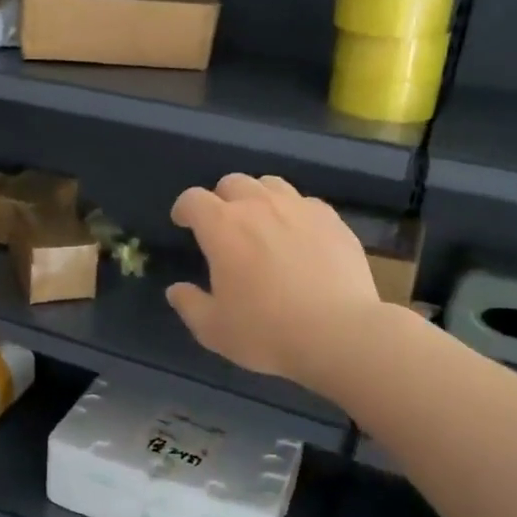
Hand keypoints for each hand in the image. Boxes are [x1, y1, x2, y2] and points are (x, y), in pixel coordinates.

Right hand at [166, 174, 381, 387]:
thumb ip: (189, 304)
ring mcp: (299, 208)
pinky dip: (294, 213)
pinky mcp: (332, 219)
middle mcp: (259, 206)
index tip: (183, 223)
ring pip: (271, 184)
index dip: (184, 209)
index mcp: (222, 226)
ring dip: (258, 198)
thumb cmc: (267, 331)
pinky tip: (299, 237)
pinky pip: (305, 203)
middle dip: (221, 199)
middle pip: (232, 182)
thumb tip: (176, 289)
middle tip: (224, 226)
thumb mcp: (214, 329)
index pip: (193, 199)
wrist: (339, 333)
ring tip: (262, 223)